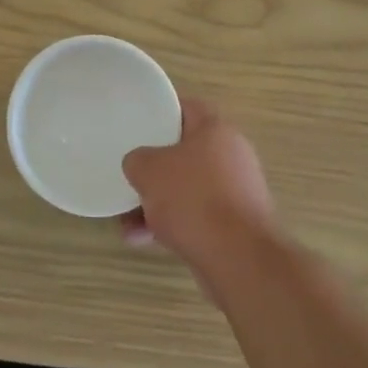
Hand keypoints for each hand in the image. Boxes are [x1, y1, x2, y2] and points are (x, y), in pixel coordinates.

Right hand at [121, 98, 275, 266]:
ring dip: (158, 203)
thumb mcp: (149, 169)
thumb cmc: (194, 199)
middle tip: (132, 175)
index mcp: (216, 130)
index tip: (137, 123)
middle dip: (155, 168)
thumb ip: (137, 160)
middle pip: (184, 153)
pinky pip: (197, 217)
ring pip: (188, 189)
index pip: (185, 108)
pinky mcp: (236, 227)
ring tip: (127, 222)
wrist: (240, 260)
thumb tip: (139, 166)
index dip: (159, 112)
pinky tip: (143, 240)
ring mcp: (236, 193)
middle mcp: (232, 156)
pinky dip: (172, 225)